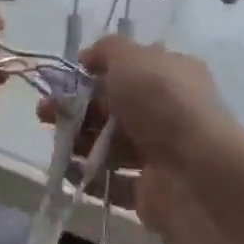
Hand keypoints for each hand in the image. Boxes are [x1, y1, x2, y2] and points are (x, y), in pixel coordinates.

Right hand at [39, 36, 242, 230]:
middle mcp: (170, 111)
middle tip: (45, 111)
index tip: (68, 76)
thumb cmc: (164, 103)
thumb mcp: (131, 58)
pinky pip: (113, 181)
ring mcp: (162, 153)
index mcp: (172, 74)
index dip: (98, 70)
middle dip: (78, 107)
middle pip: (115, 107)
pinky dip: (88, 176)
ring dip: (78, 141)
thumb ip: (107, 51)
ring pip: (111, 144)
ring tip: (52, 141)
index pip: (132, 68)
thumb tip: (88, 57)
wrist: (198, 175)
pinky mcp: (152, 192)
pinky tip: (66, 171)